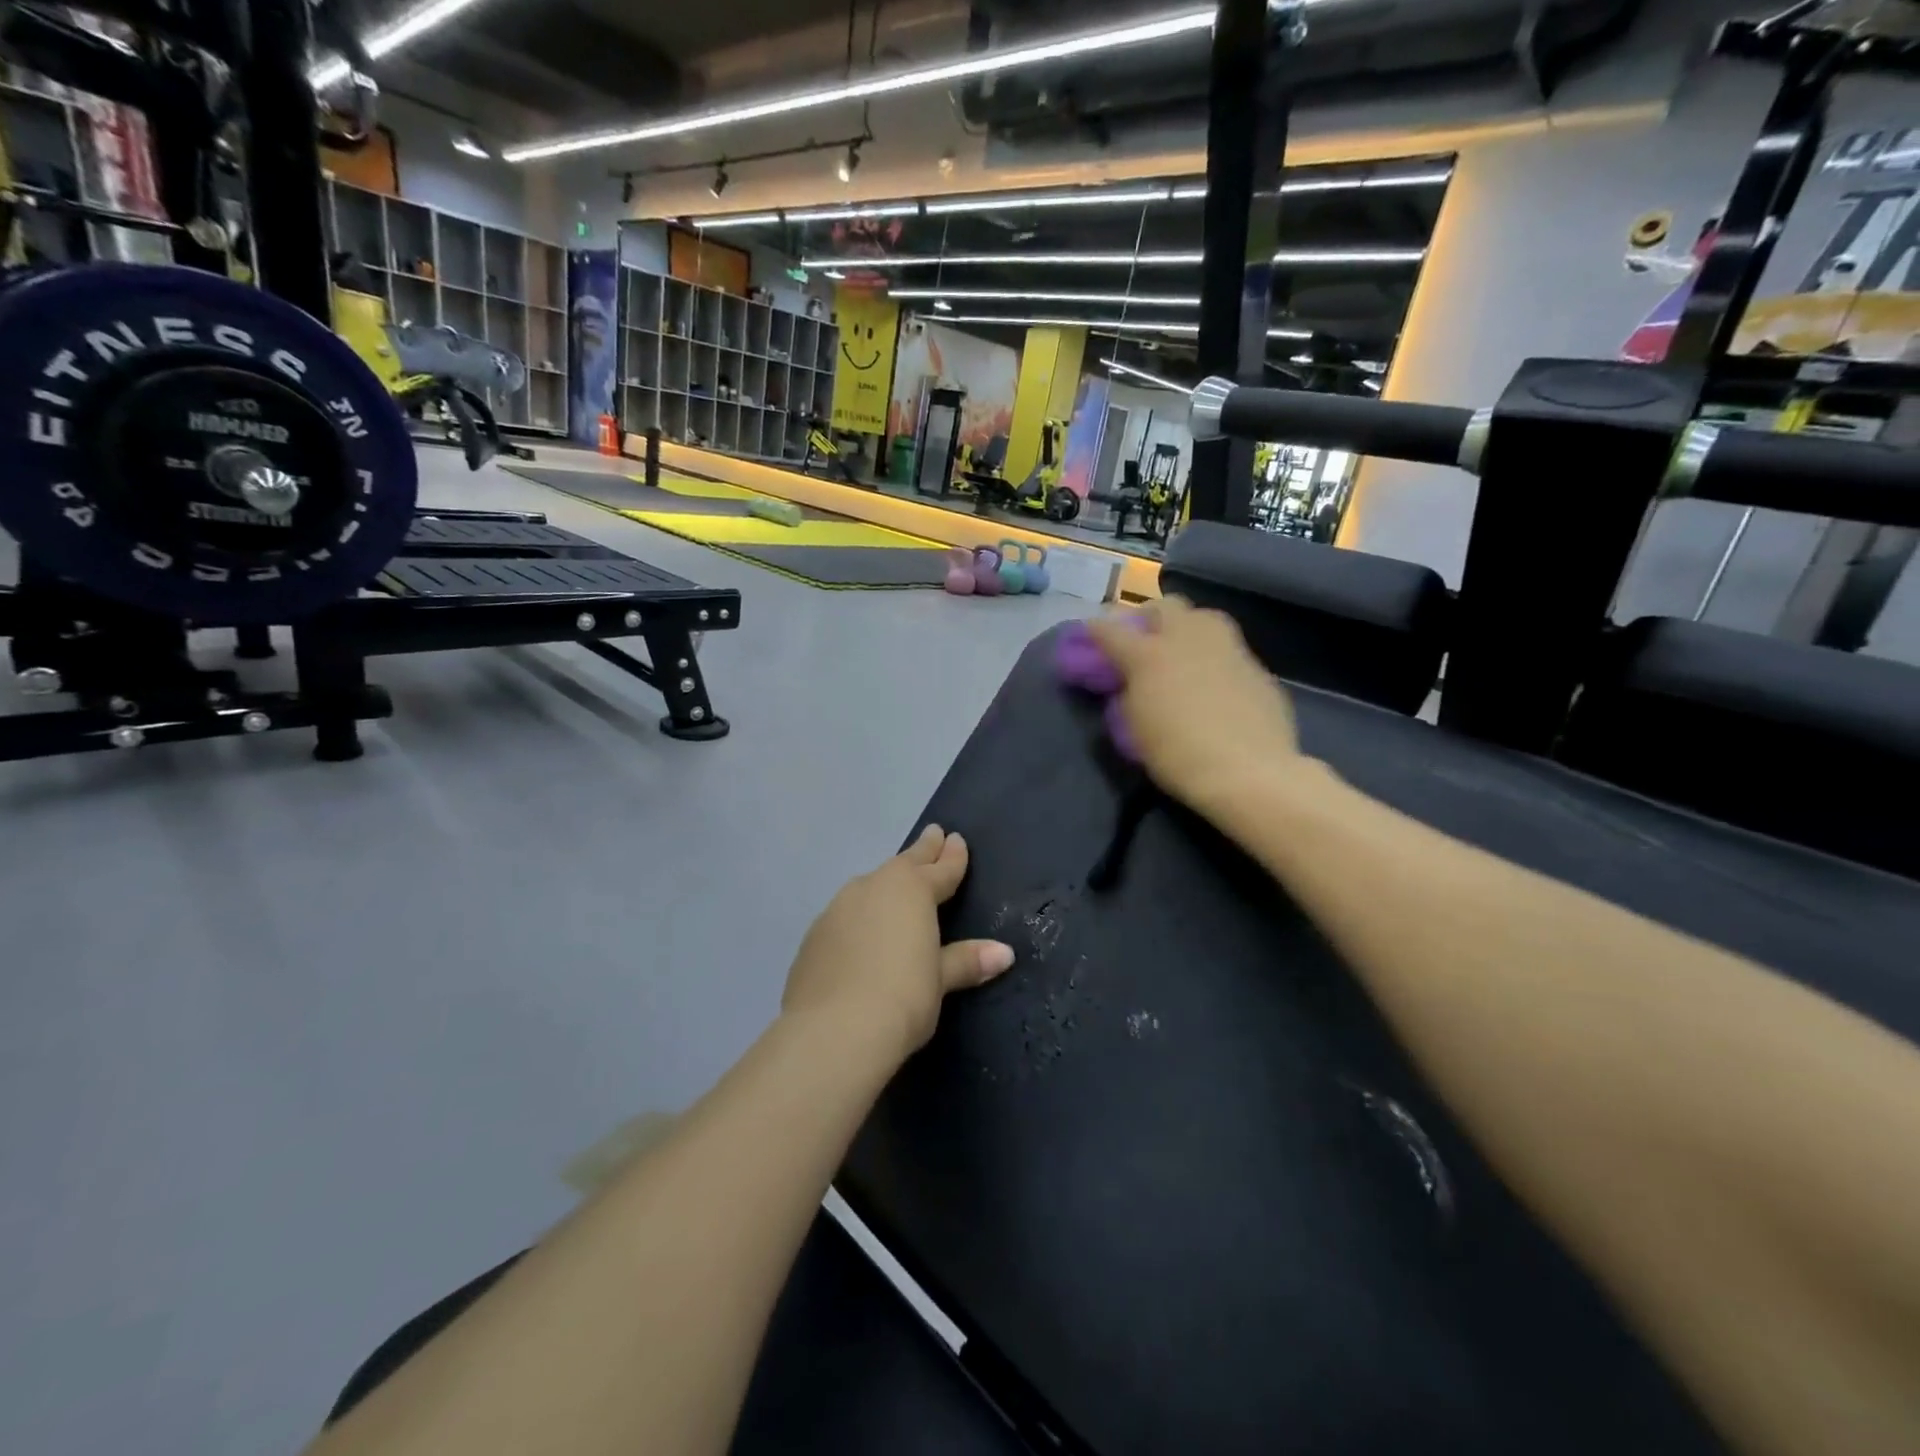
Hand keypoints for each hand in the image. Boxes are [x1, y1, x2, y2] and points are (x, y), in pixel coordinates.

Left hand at [782, 826, 1015, 1063]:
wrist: (833, 1031)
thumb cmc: (902, 998)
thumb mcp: (940, 980)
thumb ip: (966, 960)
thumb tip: (1004, 953)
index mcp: (910, 891)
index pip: (940, 869)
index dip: (952, 857)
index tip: (957, 840)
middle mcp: (872, 888)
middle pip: (904, 864)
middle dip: (922, 851)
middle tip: (934, 833)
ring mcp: (838, 909)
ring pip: (870, 885)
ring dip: (888, 880)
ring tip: (897, 879)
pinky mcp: (814, 935)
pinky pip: (846, 912)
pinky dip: (861, 912)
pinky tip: (861, 926)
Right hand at [1088, 597, 1302, 815]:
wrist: (1249, 772)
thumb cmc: (1178, 755)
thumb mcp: (1135, 727)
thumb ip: (1130, 693)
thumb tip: (1133, 683)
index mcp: (1149, 654)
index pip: (1111, 630)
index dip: (1096, 631)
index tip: (1090, 636)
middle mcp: (1188, 639)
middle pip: (1165, 606)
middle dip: (1150, 618)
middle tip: (1144, 643)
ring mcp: (1228, 648)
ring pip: (1204, 619)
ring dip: (1187, 630)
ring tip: (1183, 656)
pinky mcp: (1256, 666)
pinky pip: (1228, 651)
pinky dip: (1215, 660)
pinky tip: (1215, 686)